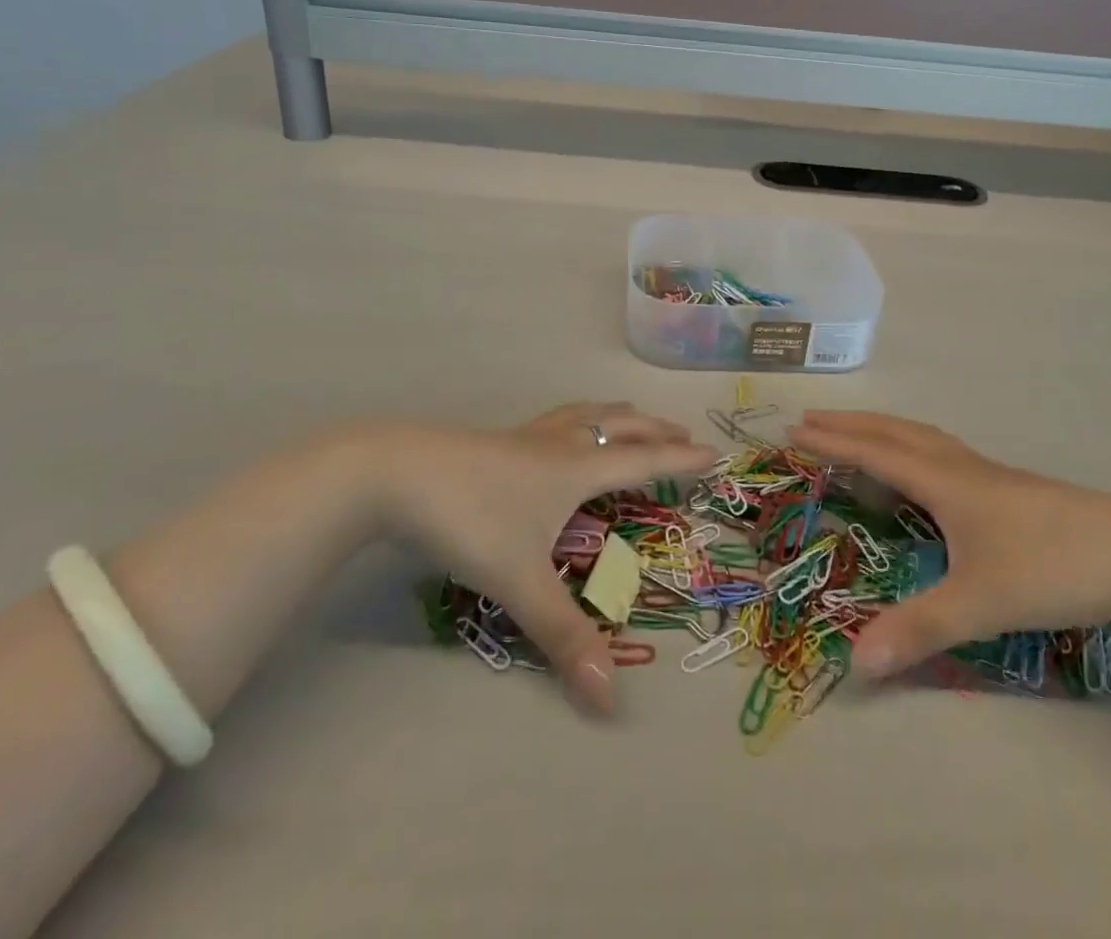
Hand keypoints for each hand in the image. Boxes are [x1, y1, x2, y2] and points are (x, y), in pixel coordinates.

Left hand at [350, 403, 713, 714]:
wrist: (396, 473)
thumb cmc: (470, 518)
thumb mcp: (519, 580)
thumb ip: (564, 636)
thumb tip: (611, 697)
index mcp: (578, 468)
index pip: (644, 460)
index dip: (681, 459)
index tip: (714, 452)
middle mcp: (561, 444)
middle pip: (620, 427)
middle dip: (655, 430)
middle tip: (681, 432)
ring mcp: (528, 436)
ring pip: (586, 414)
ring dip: (618, 416)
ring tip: (632, 416)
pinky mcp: (500, 438)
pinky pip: (558, 419)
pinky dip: (580, 418)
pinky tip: (560, 432)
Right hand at [788, 411, 1110, 680]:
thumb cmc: (1053, 568)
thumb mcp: (981, 605)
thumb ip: (918, 630)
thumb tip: (855, 662)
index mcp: (945, 482)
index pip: (874, 453)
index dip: (832, 443)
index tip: (793, 431)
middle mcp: (961, 467)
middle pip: (895, 432)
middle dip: (850, 425)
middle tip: (811, 420)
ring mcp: (990, 474)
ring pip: (923, 437)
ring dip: (883, 429)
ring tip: (859, 434)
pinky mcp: (1011, 488)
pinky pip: (944, 452)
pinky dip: (914, 446)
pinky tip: (927, 471)